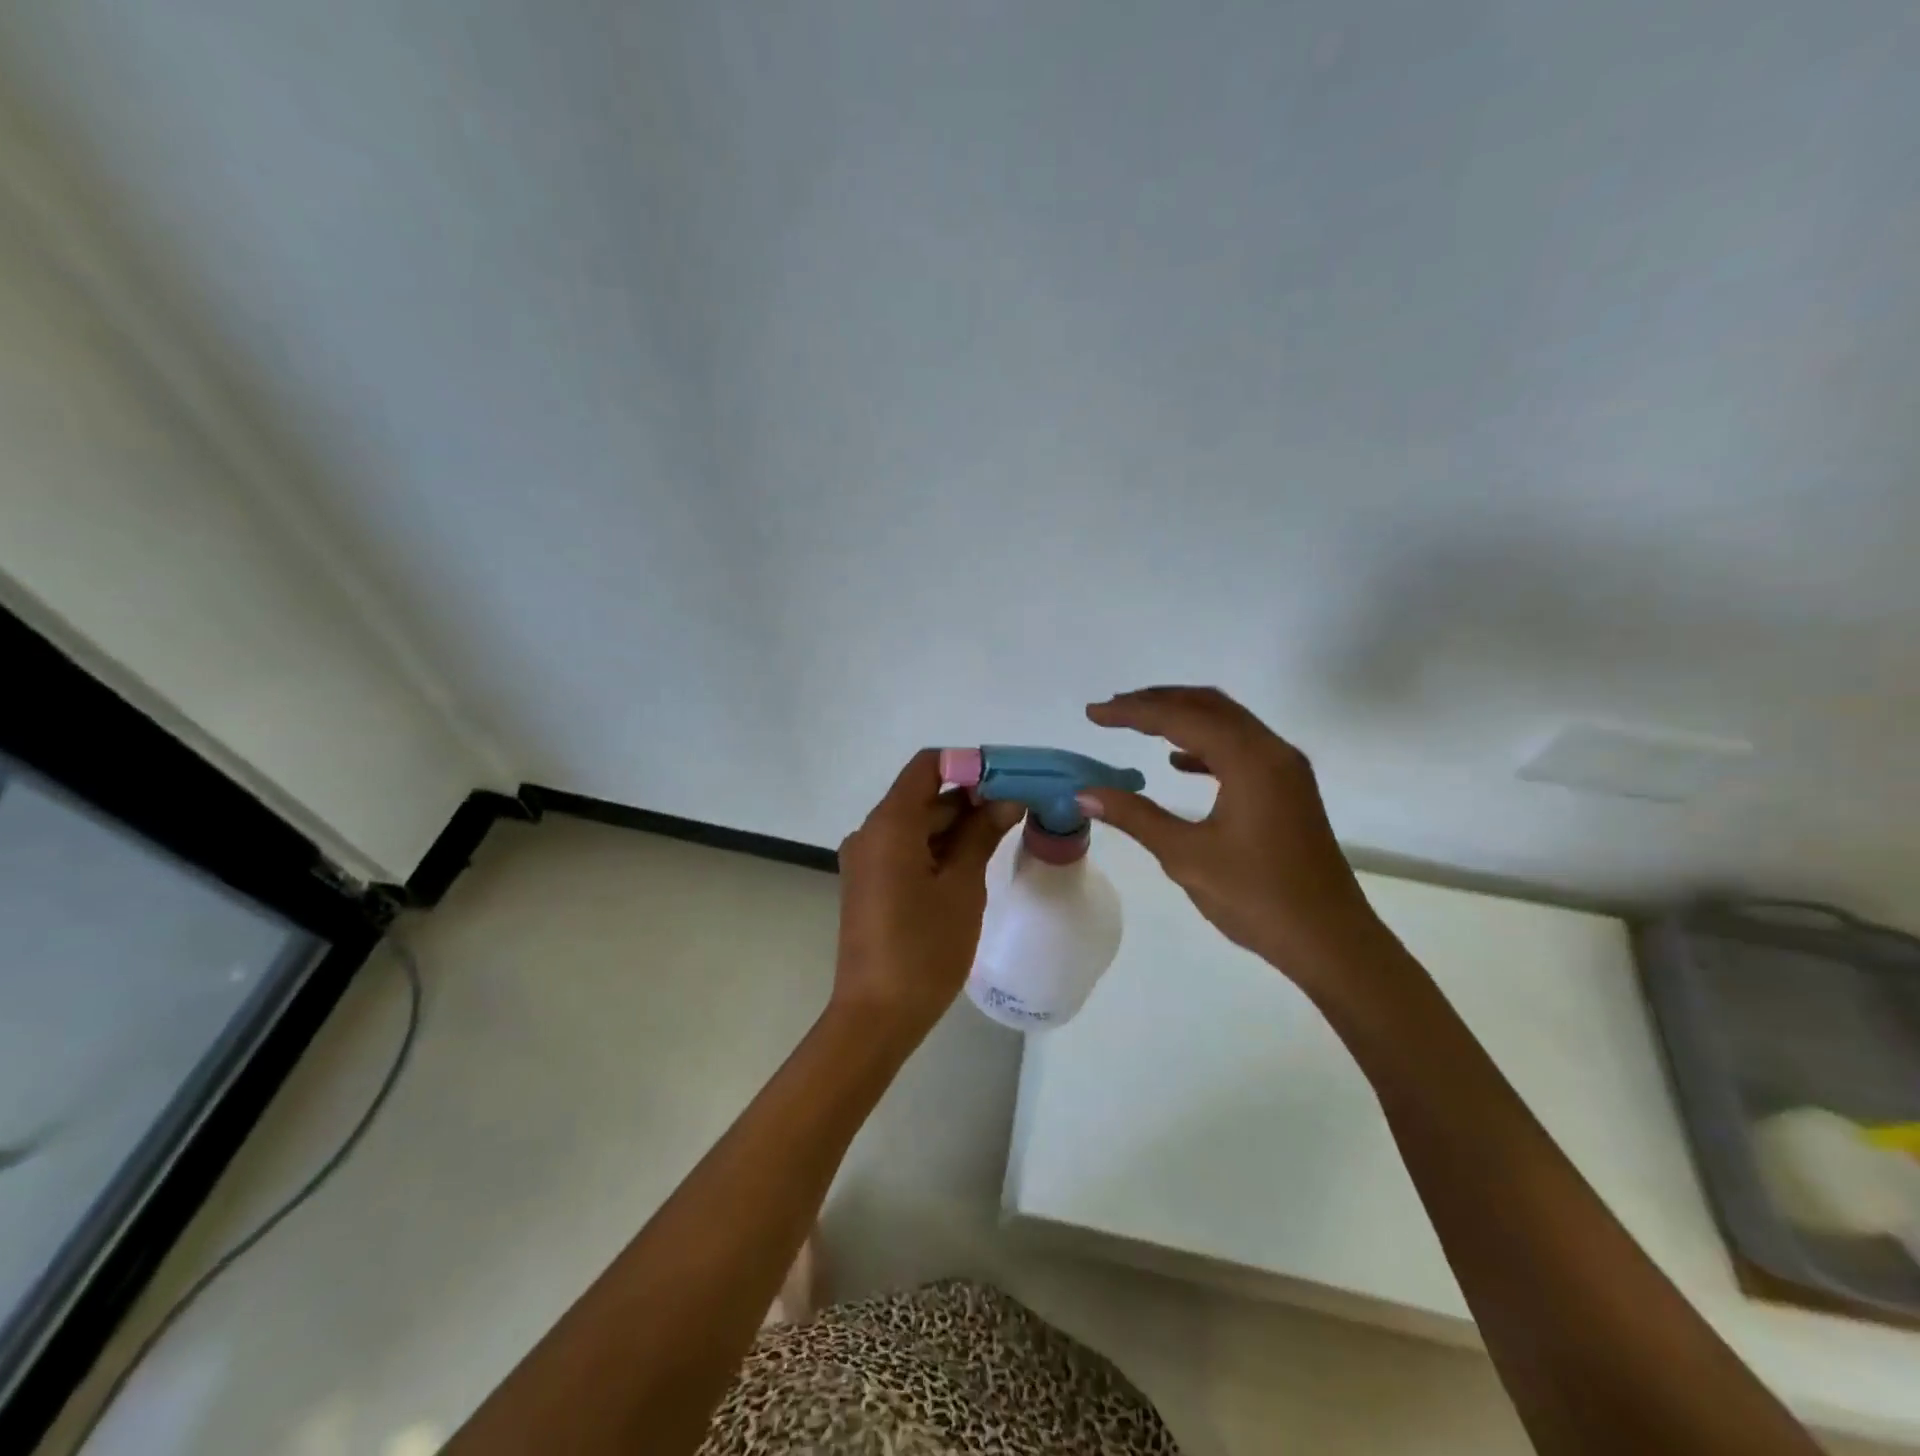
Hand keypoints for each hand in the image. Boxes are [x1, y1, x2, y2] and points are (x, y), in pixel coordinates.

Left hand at [833, 749, 1023, 1039]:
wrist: (877, 1015)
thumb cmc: (924, 948)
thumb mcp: (962, 886)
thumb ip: (982, 834)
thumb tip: (1007, 798)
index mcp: (889, 824)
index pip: (927, 767)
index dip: (967, 765)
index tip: (1007, 780)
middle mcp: (870, 832)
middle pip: (922, 796)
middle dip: (969, 799)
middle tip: (1017, 810)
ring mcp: (866, 859)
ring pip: (916, 824)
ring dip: (956, 826)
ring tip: (1002, 835)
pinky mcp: (869, 882)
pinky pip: (906, 849)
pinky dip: (937, 848)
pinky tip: (972, 863)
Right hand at [1077, 686, 1380, 978]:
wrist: (1330, 941)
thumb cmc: (1256, 897)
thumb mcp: (1186, 856)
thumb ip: (1135, 816)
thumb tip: (1084, 793)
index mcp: (1249, 760)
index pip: (1180, 718)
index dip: (1132, 712)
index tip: (1093, 713)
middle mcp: (1272, 751)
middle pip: (1208, 706)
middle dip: (1157, 702)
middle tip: (1113, 710)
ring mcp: (1285, 769)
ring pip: (1227, 723)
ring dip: (1182, 718)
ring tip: (1138, 725)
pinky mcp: (1288, 789)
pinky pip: (1241, 748)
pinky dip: (1205, 744)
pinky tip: (1178, 763)